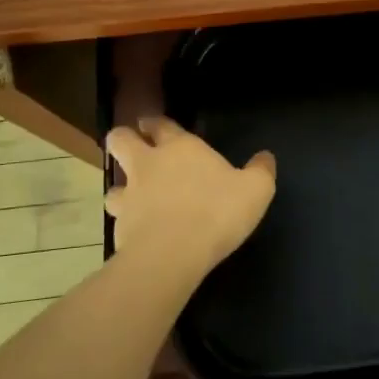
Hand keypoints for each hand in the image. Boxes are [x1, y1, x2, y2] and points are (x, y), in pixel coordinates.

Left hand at [104, 117, 276, 281]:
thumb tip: (265, 157)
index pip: (161, 124)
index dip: (155, 123)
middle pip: (120, 140)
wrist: (172, 254)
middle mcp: (149, 165)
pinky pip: (118, 219)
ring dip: (121, 188)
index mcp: (181, 148)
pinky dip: (127, 222)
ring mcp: (130, 196)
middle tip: (134, 148)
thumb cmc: (217, 211)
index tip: (152, 125)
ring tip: (133, 198)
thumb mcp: (256, 189)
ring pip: (113, 184)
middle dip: (124, 139)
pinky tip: (140, 232)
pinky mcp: (120, 228)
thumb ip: (261, 170)